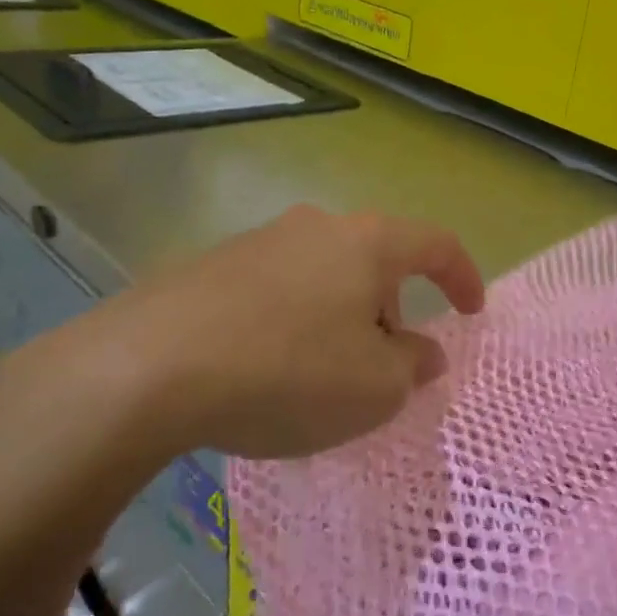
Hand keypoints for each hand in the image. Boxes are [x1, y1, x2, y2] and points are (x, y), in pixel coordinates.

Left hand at [0, 205, 485, 473]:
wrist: (145, 369)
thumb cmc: (287, 373)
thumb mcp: (374, 388)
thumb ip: (411, 366)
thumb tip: (422, 352)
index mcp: (367, 243)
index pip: (436, 244)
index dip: (463, 276)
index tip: (471, 312)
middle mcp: (316, 226)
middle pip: (376, 261)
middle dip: (393, 309)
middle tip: (386, 363)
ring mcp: (258, 241)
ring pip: (324, 275)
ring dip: (341, 317)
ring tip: (325, 373)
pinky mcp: (209, 266)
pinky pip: (276, 290)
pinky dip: (294, 322)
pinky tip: (269, 368)